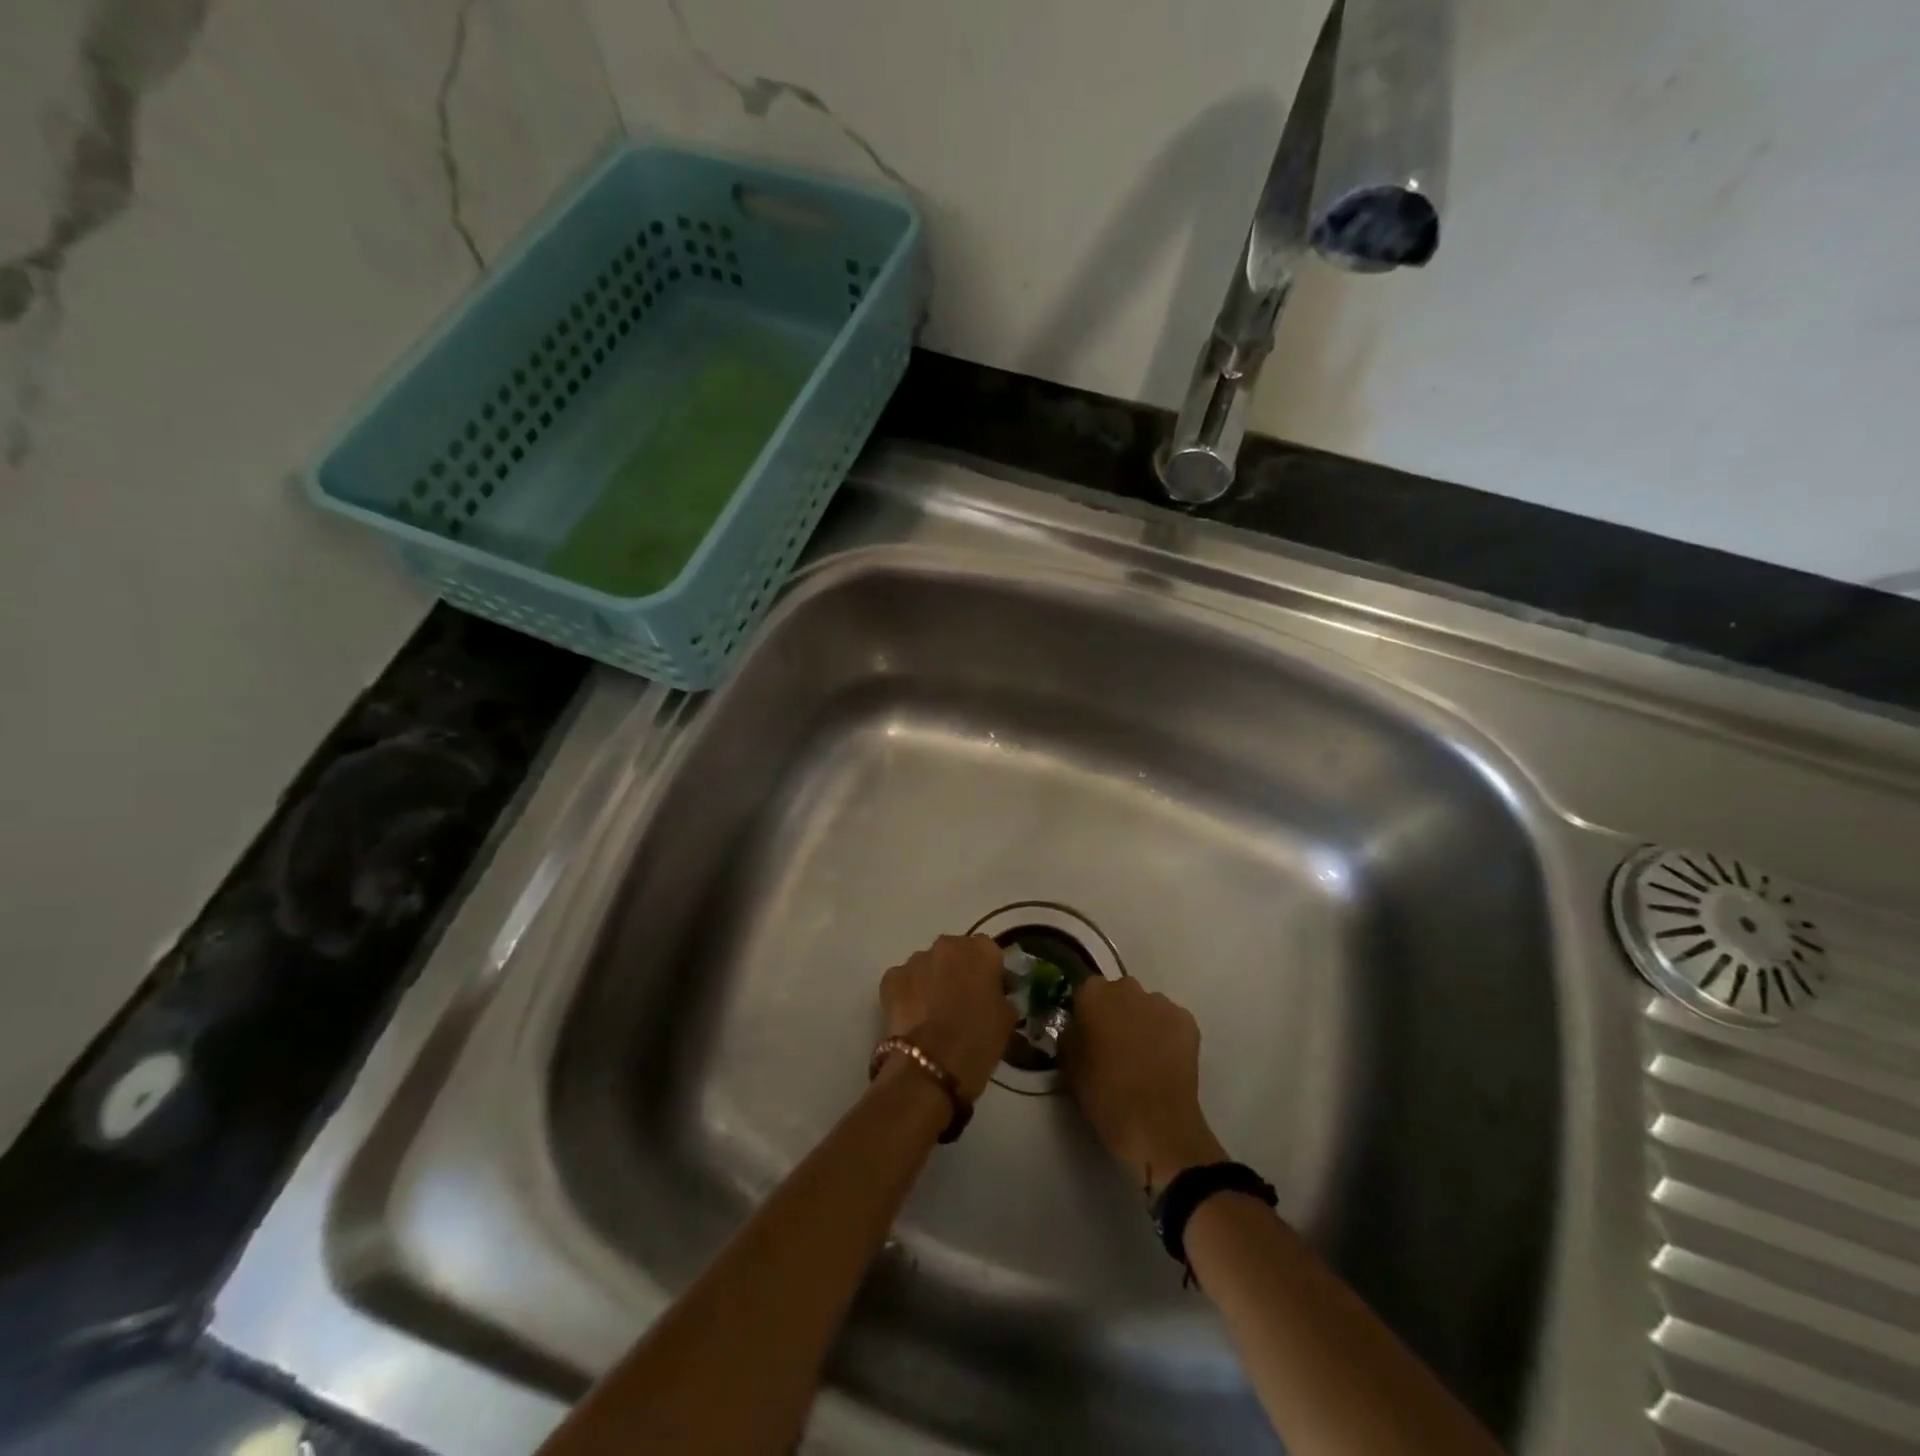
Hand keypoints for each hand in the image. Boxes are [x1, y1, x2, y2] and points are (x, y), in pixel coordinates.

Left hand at [879, 935, 1018, 1102]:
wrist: (930, 1066)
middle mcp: (947, 945)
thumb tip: (993, 996)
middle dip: (958, 972)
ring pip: (928, 965)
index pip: (989, 953)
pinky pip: (905, 981)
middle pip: (956, 954)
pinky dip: (909, 994)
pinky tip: (914, 1019)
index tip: (990, 995)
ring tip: (934, 1014)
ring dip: (932, 981)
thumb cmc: (977, 1041)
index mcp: (981, 950)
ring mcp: (916, 960)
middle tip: (962, 1003)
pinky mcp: (891, 978)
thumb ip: (1000, 996)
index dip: (989, 974)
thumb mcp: (1007, 1019)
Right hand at [1065, 976, 1226, 1194]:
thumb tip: (1078, 1027)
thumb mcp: (1068, 1064)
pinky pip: (1171, 1021)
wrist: (1154, 1123)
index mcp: (1093, 994)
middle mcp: (1127, 988)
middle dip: (1116, 1012)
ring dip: (1143, 1022)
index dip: (1087, 1012)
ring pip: (1147, 1006)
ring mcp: (1160, 1003)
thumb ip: (1070, 1034)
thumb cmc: (1103, 1093)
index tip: (1088, 1033)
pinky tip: (1164, 1060)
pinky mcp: (1187, 1021)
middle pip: (1119, 993)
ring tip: (1143, 1055)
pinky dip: (1167, 1034)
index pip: (1086, 991)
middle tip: (1115, 1044)